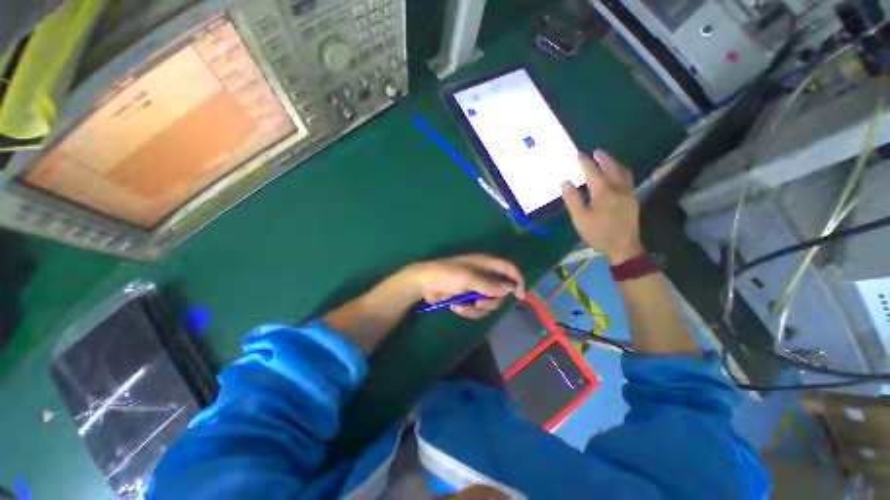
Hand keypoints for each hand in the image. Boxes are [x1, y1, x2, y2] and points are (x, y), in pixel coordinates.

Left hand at [405, 254, 525, 318]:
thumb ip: (489, 284)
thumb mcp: (467, 277)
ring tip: (462, 305)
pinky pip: (477, 309)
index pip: (509, 269)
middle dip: (490, 300)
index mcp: (485, 264)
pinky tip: (456, 307)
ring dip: (477, 308)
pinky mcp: (467, 298)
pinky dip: (468, 311)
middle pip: (500, 292)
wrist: (423, 284)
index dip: (518, 281)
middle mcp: (483, 276)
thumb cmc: (445, 274)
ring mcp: (475, 288)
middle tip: (478, 301)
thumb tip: (510, 288)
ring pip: (489, 303)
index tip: (520, 297)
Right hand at [561, 150, 644, 263]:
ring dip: (614, 163)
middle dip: (603, 158)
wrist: (623, 246)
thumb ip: (572, 199)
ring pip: (623, 172)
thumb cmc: (598, 233)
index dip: (585, 162)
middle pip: (612, 167)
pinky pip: (627, 179)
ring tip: (606, 160)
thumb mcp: (580, 218)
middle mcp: (619, 188)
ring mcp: (628, 193)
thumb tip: (565, 182)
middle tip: (596, 152)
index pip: (593, 172)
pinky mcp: (633, 199)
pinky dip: (620, 172)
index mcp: (604, 192)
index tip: (578, 154)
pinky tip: (616, 175)